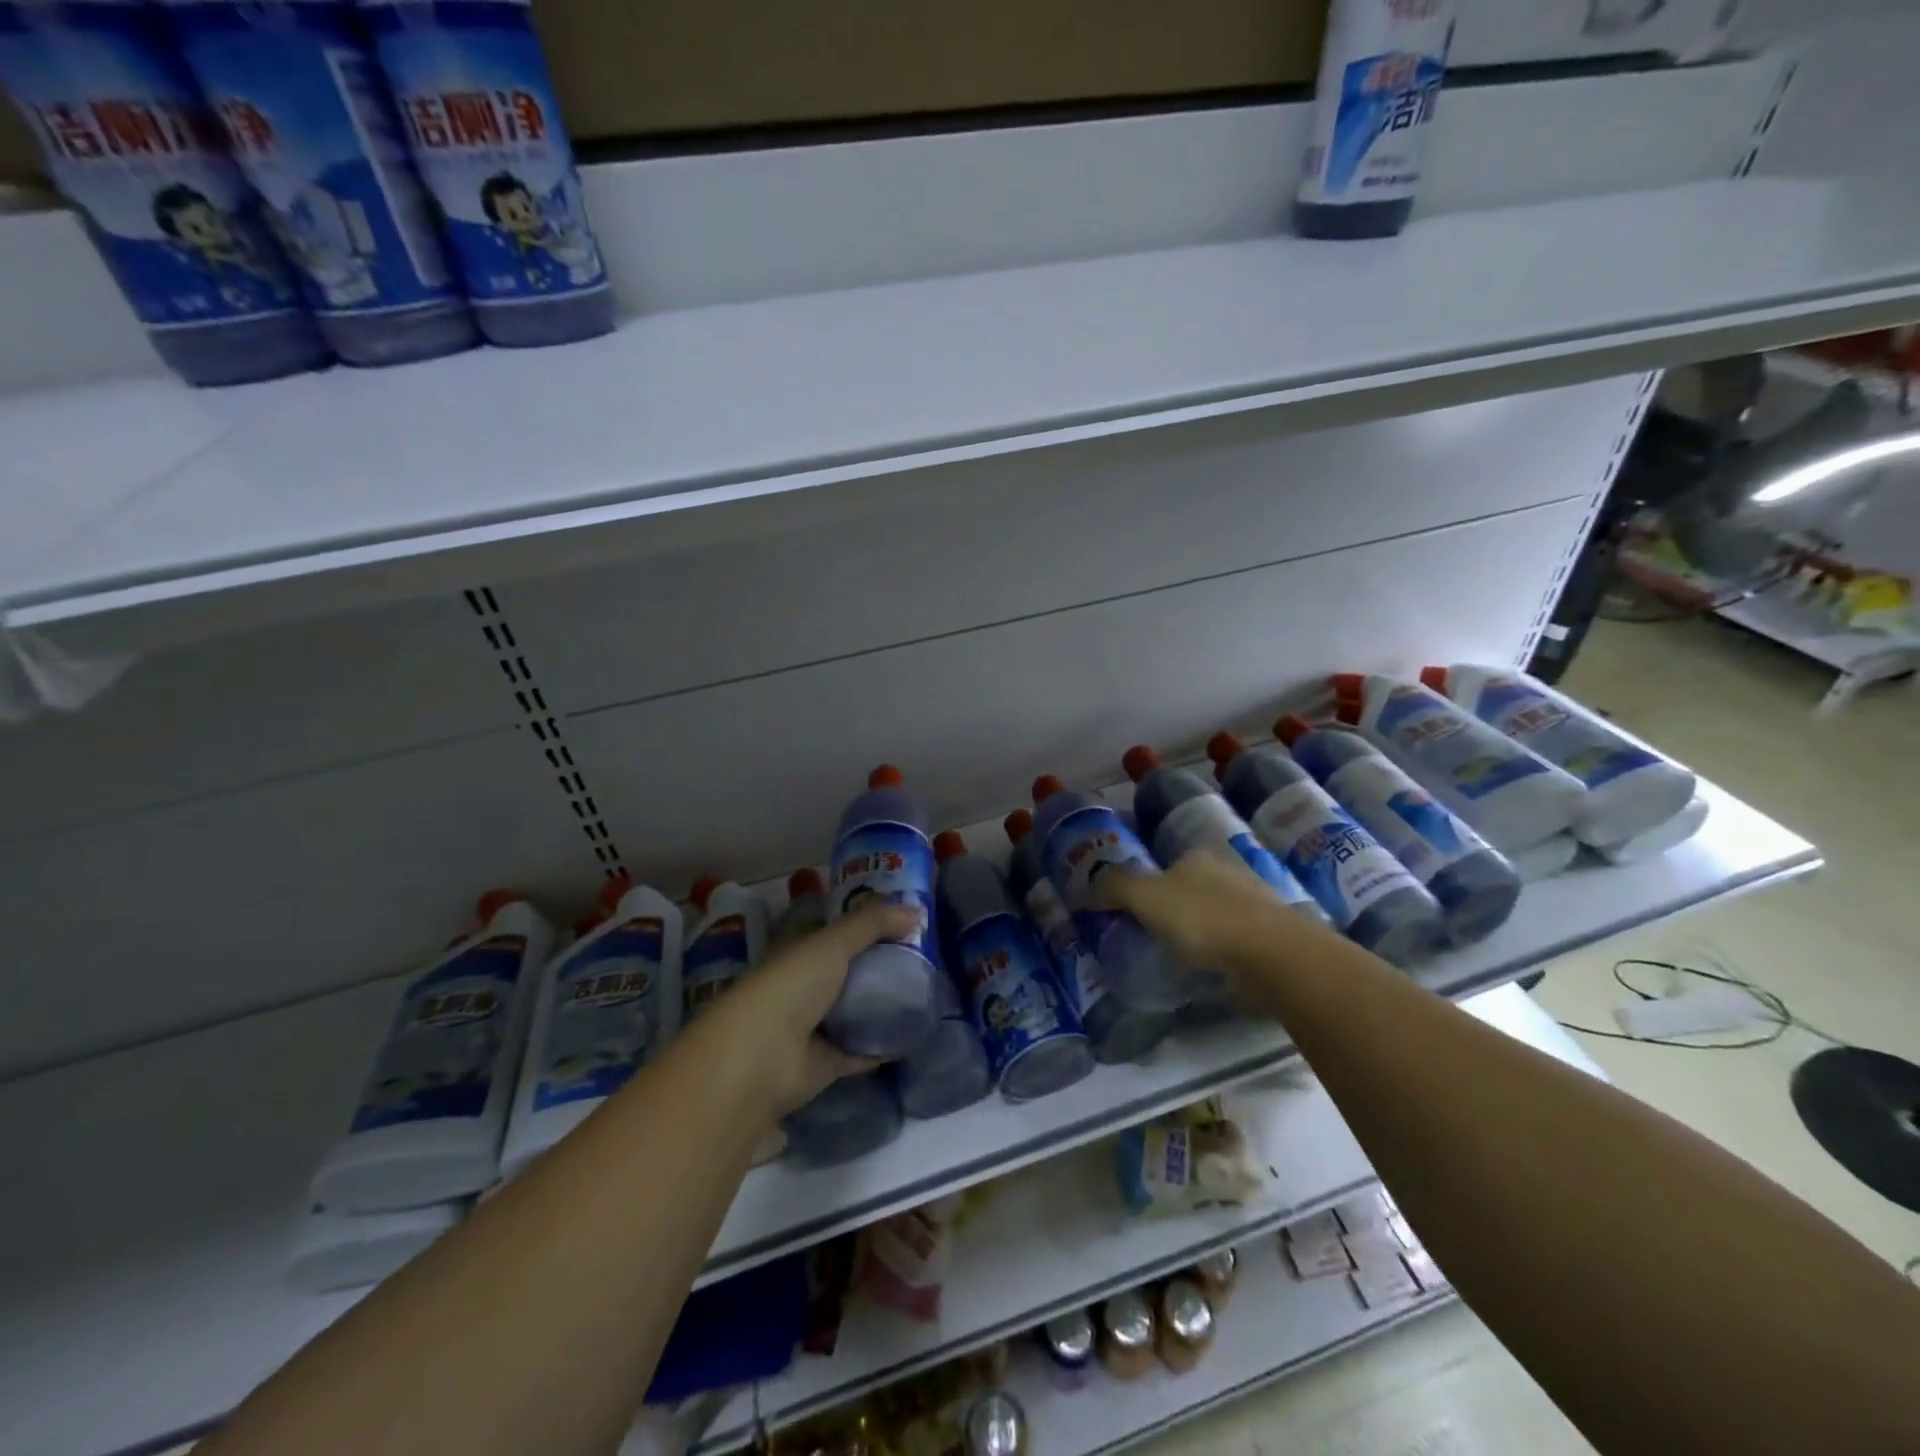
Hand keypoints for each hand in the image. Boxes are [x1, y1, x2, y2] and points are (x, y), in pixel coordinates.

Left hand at [701, 902, 919, 1117]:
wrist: (761, 1059)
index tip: (901, 918)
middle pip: (847, 970)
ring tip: (926, 992)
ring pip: (854, 1010)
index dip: (862, 923)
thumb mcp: (832, 942)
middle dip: (879, 962)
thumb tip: (917, 912)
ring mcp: (813, 1026)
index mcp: (797, 951)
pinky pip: (861, 1049)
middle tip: (924, 955)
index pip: (831, 931)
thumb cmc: (790, 986)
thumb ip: (872, 923)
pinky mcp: (826, 1062)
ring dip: (882, 1003)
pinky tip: (915, 1034)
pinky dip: (884, 1045)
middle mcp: (803, 986)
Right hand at [1092, 848, 1308, 975]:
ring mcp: (1253, 905)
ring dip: (1197, 933)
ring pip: (1213, 916)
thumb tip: (1082, 889)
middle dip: (1172, 910)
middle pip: (1188, 890)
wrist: (1272, 955)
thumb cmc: (1203, 918)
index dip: (1144, 889)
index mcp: (1198, 857)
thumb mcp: (1145, 896)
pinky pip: (1232, 942)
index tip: (1131, 915)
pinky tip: (1209, 970)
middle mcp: (1228, 872)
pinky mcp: (1269, 937)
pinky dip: (1218, 953)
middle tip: (1150, 939)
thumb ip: (1113, 888)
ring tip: (1177, 959)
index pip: (1163, 867)